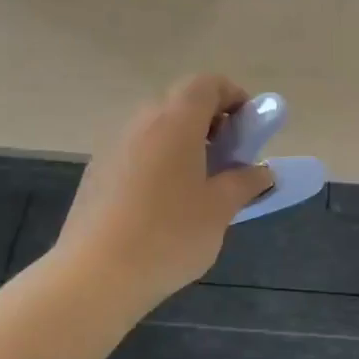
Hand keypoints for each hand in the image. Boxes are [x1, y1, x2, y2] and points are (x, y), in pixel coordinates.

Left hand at [54, 75, 275, 309]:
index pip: (206, 84)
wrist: (95, 275)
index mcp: (175, 122)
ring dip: (184, 143)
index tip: (248, 129)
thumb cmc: (169, 235)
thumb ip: (245, 182)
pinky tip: (164, 204)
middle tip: (229, 159)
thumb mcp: (220, 209)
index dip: (233, 97)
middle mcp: (141, 122)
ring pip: (157, 128)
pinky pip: (137, 151)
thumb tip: (262, 172)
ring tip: (199, 185)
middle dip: (211, 122)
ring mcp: (113, 145)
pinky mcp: (97, 171)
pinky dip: (159, 161)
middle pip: (180, 103)